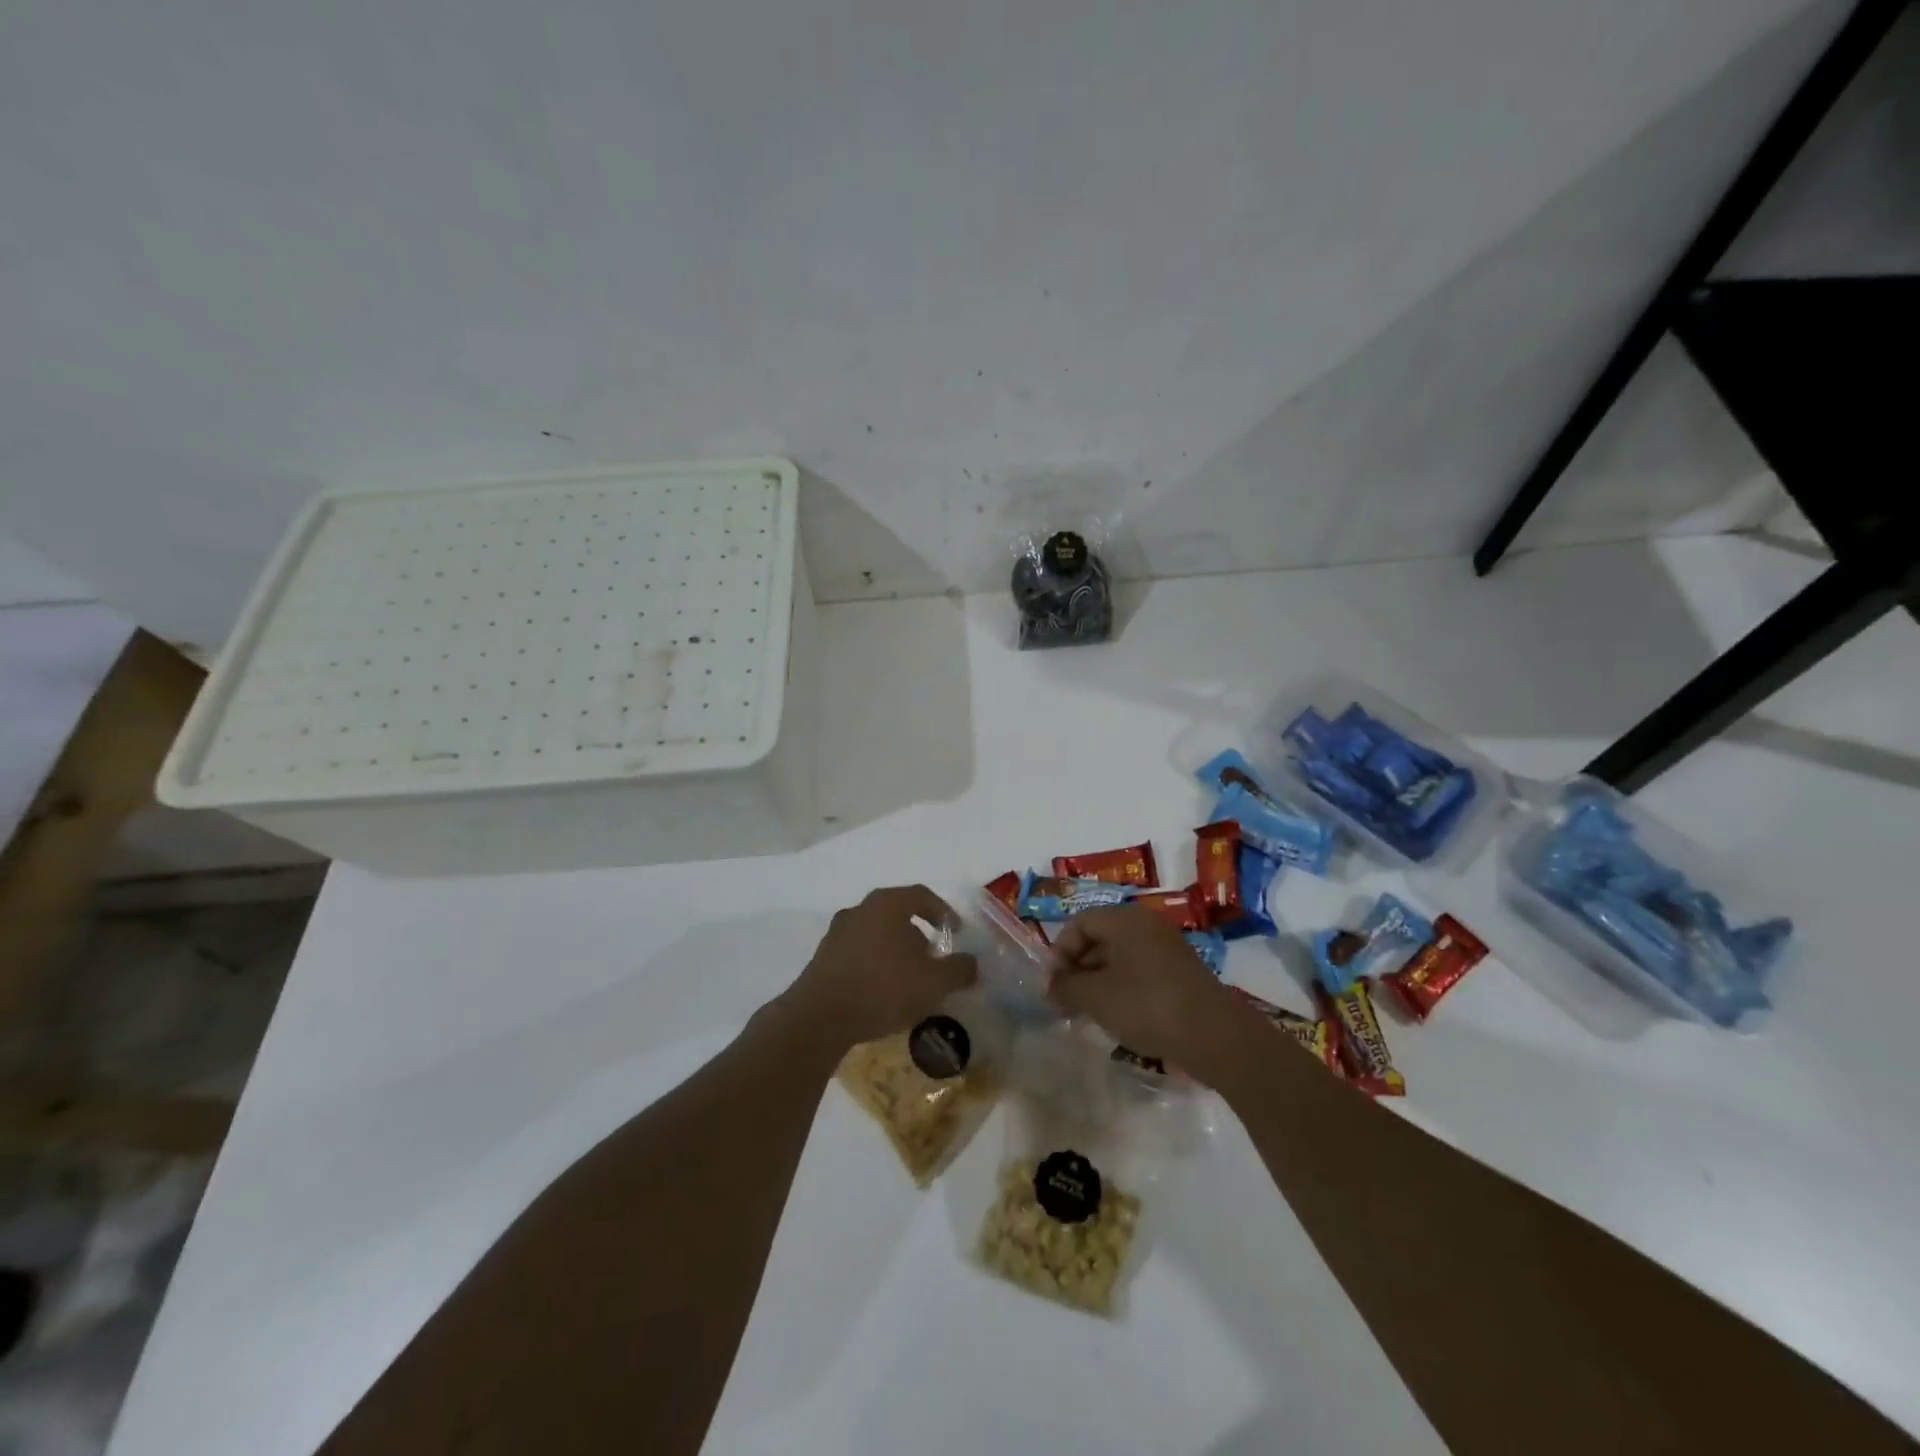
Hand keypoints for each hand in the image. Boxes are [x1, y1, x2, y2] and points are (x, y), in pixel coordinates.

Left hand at [779, 885, 977, 1052]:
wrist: (820, 1017)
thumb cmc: (883, 988)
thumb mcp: (934, 982)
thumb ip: (960, 969)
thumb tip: (972, 963)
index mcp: (887, 904)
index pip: (922, 895)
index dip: (944, 911)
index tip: (957, 932)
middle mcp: (860, 910)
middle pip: (897, 914)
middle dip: (919, 934)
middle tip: (934, 959)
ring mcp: (837, 933)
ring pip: (876, 934)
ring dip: (896, 951)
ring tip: (910, 979)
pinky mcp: (823, 957)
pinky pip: (858, 953)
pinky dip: (875, 964)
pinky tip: (883, 991)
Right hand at [1051, 905, 1249, 1082]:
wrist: (1214, 1035)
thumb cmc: (1146, 1006)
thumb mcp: (1095, 997)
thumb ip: (1066, 987)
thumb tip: (1052, 986)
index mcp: (1124, 919)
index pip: (1079, 923)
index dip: (1059, 952)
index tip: (1053, 985)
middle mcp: (1146, 924)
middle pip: (1099, 938)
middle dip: (1077, 969)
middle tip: (1065, 1002)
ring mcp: (1167, 948)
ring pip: (1119, 957)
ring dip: (1098, 981)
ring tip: (1088, 1013)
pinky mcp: (1181, 972)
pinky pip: (1140, 971)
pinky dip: (1122, 988)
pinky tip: (1118, 1017)